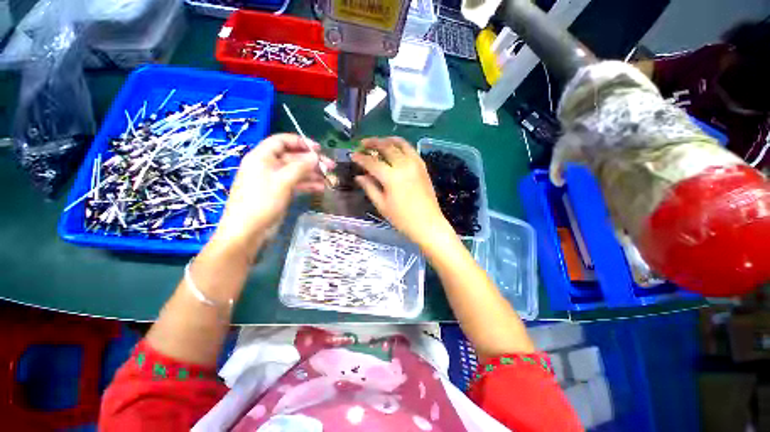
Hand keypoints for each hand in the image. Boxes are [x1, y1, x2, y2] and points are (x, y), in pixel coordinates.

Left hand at [213, 134, 333, 254]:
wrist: (247, 231)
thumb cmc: (262, 201)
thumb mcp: (282, 181)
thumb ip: (300, 166)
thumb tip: (316, 156)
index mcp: (262, 157)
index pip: (282, 141)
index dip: (301, 142)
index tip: (319, 149)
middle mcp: (267, 166)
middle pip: (292, 157)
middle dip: (312, 161)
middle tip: (331, 166)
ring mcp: (274, 180)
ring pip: (296, 172)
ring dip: (312, 174)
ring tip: (329, 179)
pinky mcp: (279, 192)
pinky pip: (296, 184)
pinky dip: (308, 185)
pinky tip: (320, 188)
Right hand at [351, 137, 454, 246]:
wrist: (428, 224)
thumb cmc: (402, 219)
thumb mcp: (382, 205)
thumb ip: (370, 188)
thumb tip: (359, 176)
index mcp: (391, 177)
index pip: (372, 162)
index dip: (361, 158)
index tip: (352, 155)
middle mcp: (404, 165)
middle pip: (386, 147)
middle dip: (372, 143)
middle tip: (362, 144)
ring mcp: (415, 164)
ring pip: (400, 144)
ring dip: (387, 140)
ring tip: (377, 142)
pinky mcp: (422, 166)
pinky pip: (410, 149)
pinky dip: (400, 145)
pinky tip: (394, 148)